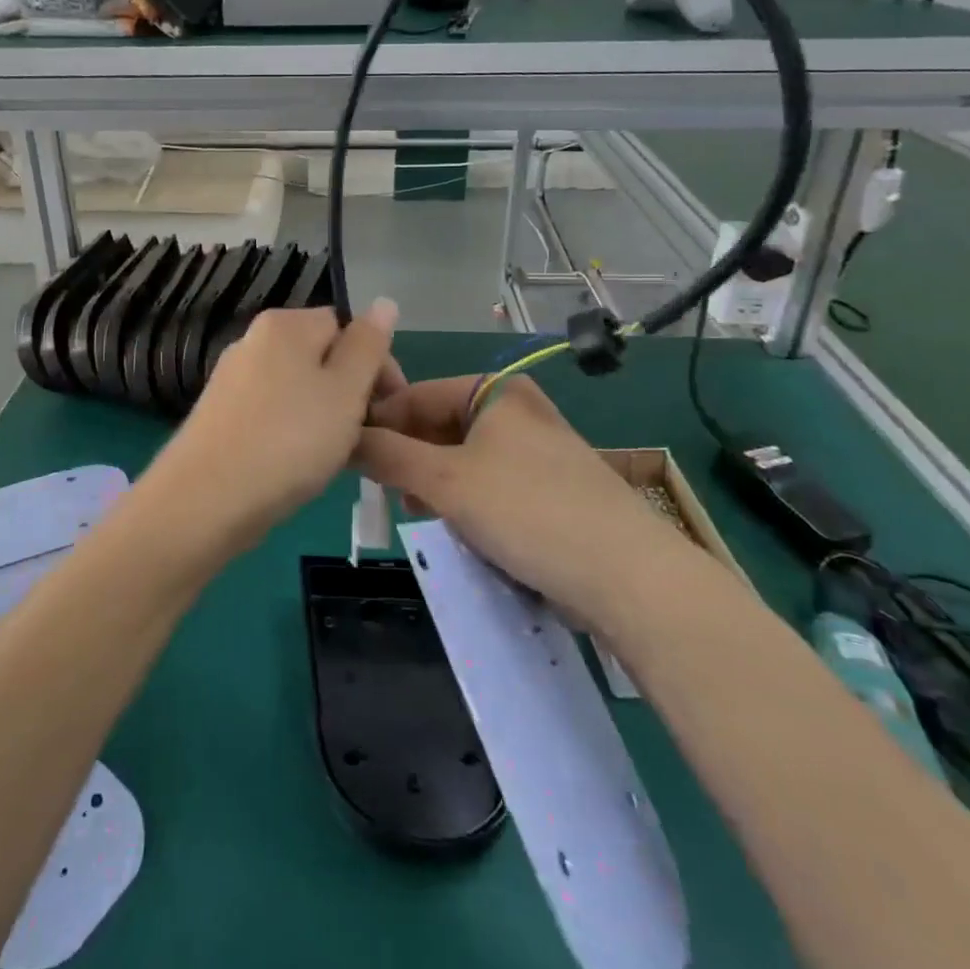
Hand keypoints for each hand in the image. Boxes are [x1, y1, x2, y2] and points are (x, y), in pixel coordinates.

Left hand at [142, 301, 399, 558]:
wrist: (205, 500)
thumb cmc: (289, 440)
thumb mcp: (346, 391)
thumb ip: (368, 345)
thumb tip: (384, 303)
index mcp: (285, 325)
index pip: (347, 327)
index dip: (376, 365)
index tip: (389, 410)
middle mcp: (253, 341)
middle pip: (321, 357)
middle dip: (349, 392)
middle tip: (366, 436)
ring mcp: (232, 378)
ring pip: (297, 388)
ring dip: (323, 416)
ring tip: (334, 456)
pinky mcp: (220, 415)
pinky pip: (272, 412)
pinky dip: (291, 432)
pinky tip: (297, 465)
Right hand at [356, 374, 673, 606]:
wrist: (627, 577)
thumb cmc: (527, 510)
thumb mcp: (445, 480)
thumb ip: (387, 454)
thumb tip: (342, 437)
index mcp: (495, 391)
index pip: (416, 395)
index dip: (377, 422)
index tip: (343, 454)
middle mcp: (516, 411)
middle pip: (439, 426)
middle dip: (406, 457)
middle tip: (376, 489)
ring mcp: (535, 452)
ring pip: (461, 459)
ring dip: (432, 483)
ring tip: (410, 509)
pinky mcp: (548, 490)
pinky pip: (488, 486)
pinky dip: (464, 502)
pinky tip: (453, 527)